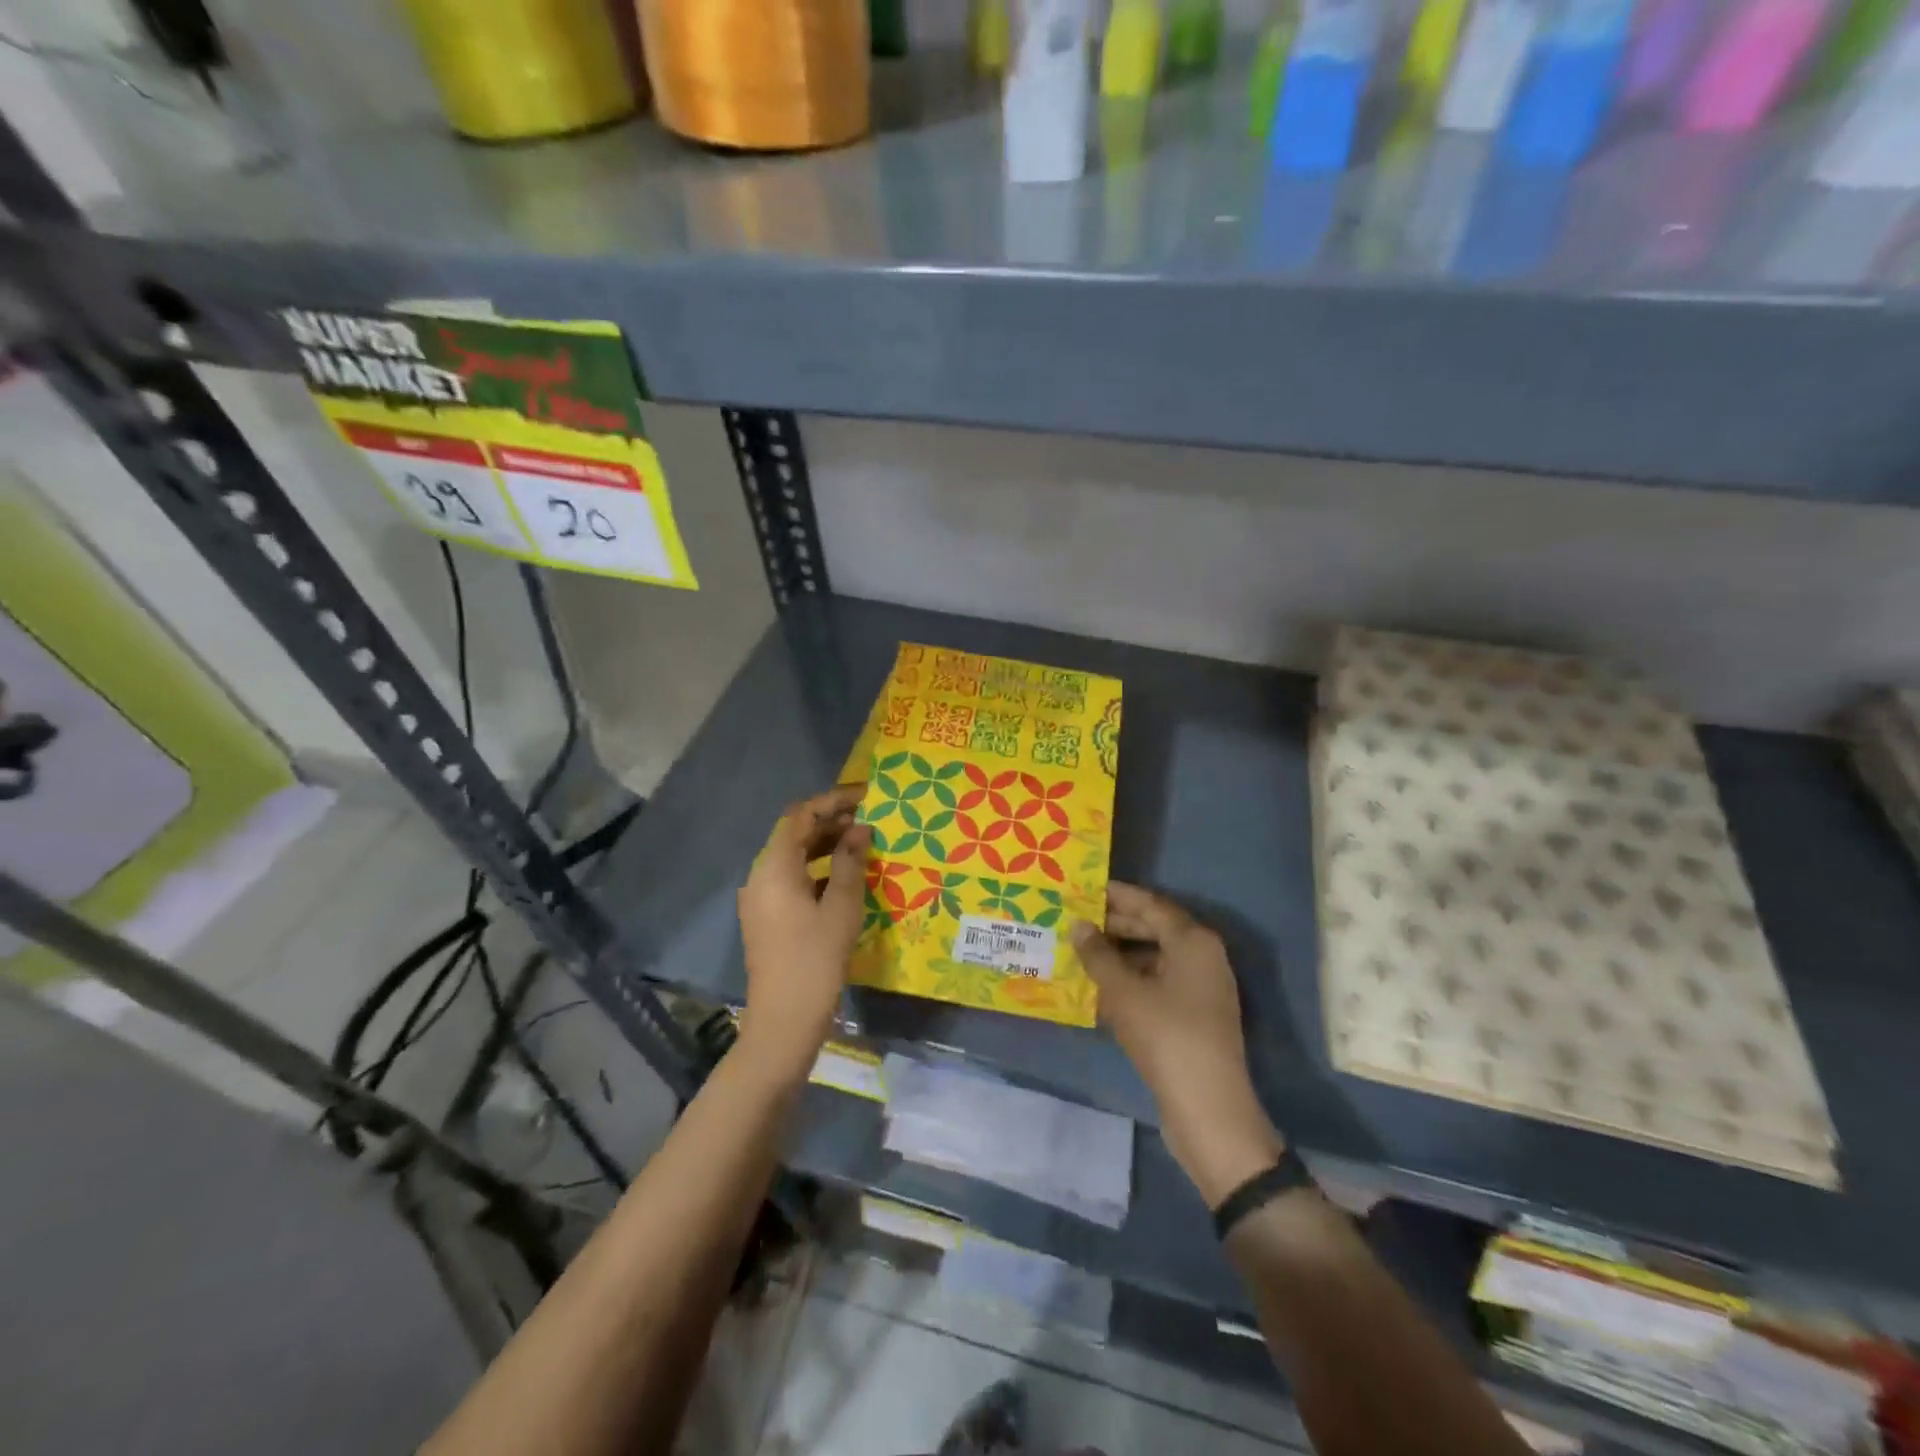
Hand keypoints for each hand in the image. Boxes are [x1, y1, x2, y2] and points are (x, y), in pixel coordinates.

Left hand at [735, 785, 871, 1081]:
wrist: (784, 1020)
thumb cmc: (815, 959)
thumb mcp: (842, 907)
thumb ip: (850, 862)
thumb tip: (860, 829)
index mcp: (774, 867)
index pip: (800, 815)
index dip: (832, 801)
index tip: (865, 797)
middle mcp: (761, 875)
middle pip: (794, 834)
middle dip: (831, 822)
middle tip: (869, 819)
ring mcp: (761, 898)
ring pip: (794, 857)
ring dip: (826, 845)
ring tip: (862, 844)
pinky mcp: (767, 917)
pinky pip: (792, 878)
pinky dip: (818, 869)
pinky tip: (845, 877)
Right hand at [1071, 884, 1283, 1204]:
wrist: (1207, 1107)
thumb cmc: (1165, 1035)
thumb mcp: (1124, 991)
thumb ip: (1098, 954)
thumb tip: (1078, 926)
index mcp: (1193, 940)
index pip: (1150, 904)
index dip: (1116, 895)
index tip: (1084, 889)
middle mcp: (1203, 956)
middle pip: (1154, 928)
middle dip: (1115, 925)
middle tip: (1076, 920)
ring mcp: (1202, 988)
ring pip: (1155, 958)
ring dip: (1119, 955)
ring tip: (1080, 953)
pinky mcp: (1195, 1016)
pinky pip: (1159, 983)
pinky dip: (1131, 981)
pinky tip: (1100, 989)